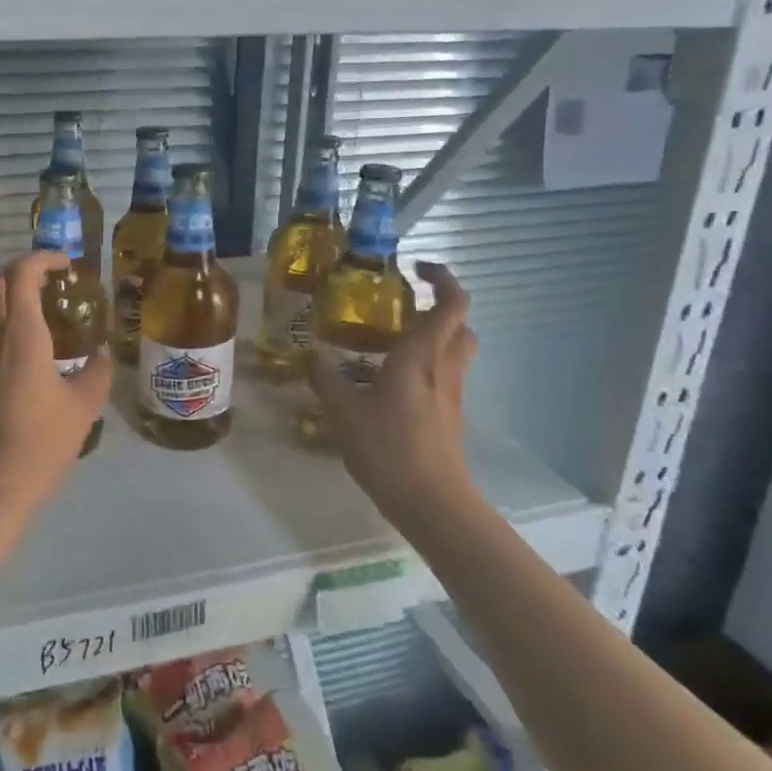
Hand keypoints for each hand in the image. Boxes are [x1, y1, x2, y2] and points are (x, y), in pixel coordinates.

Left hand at [0, 251, 112, 524]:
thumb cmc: (40, 445)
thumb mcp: (83, 408)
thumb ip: (96, 374)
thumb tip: (100, 355)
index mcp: (20, 336)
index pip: (21, 276)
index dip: (41, 259)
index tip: (65, 263)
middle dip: (19, 270)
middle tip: (50, 279)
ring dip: (5, 291)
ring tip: (38, 303)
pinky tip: (25, 339)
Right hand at [310, 261, 478, 507]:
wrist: (431, 502)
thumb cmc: (389, 448)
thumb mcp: (343, 411)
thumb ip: (326, 379)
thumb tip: (311, 356)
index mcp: (422, 356)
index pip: (451, 303)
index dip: (442, 278)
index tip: (417, 268)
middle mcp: (444, 369)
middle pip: (461, 326)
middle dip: (441, 308)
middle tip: (404, 308)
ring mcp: (452, 395)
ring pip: (455, 352)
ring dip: (434, 338)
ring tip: (392, 344)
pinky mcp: (450, 417)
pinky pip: (444, 378)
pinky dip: (426, 368)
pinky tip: (390, 384)